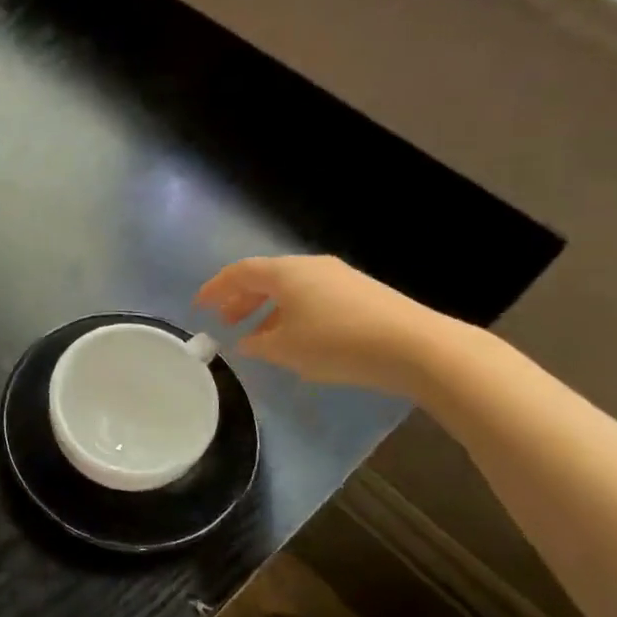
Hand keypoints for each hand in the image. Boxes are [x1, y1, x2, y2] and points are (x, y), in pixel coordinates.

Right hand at [194, 255, 454, 395]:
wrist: (416, 347)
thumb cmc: (338, 343)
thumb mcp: (287, 349)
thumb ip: (259, 344)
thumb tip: (246, 341)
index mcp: (286, 272)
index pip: (240, 272)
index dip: (215, 288)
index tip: (199, 306)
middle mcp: (311, 267)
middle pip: (265, 277)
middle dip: (241, 299)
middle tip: (226, 322)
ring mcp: (340, 278)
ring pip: (290, 288)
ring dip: (267, 309)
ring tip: (258, 336)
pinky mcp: (361, 294)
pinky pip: (313, 298)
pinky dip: (292, 313)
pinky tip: (296, 339)